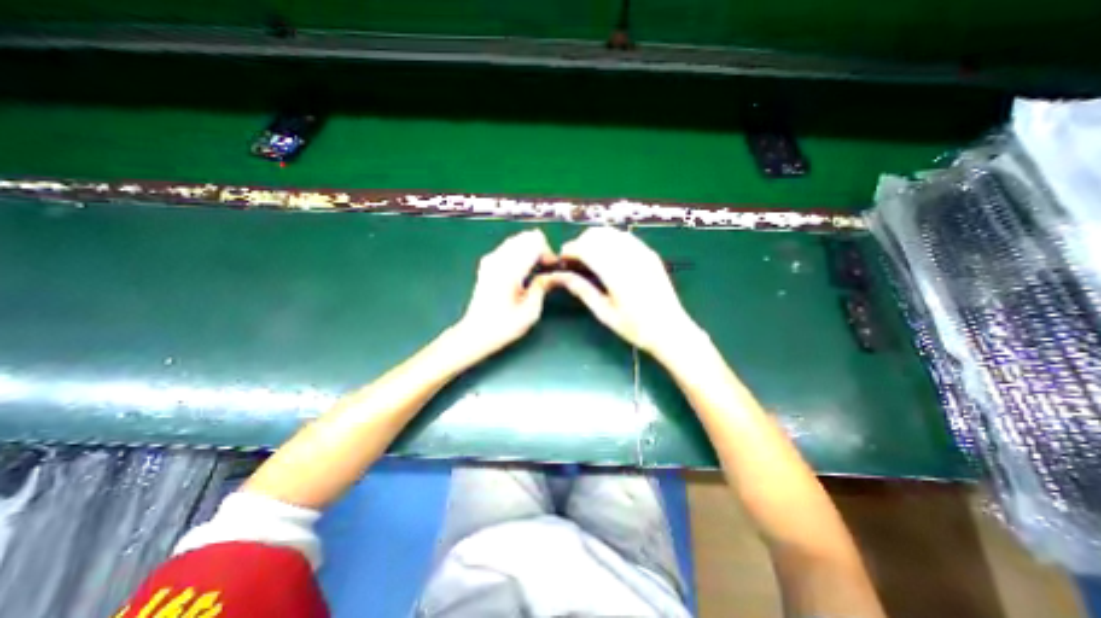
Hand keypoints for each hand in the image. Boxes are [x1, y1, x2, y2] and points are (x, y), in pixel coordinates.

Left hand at [455, 228, 558, 357]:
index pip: (535, 242)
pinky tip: (521, 270)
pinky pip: (507, 247)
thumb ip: (543, 287)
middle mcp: (499, 259)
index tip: (553, 268)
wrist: (475, 333)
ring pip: (516, 239)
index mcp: (511, 270)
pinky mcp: (486, 264)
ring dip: (529, 249)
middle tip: (545, 268)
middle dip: (540, 248)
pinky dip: (519, 252)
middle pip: (526, 237)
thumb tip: (553, 275)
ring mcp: (490, 260)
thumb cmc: (504, 326)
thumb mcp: (531, 311)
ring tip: (534, 269)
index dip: (548, 252)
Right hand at [547, 227, 699, 353]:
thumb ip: (582, 290)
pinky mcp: (650, 254)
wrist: (670, 330)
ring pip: (611, 232)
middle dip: (581, 242)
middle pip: (597, 234)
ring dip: (595, 240)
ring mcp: (642, 252)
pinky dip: (610, 241)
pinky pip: (625, 237)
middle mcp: (629, 256)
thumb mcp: (604, 313)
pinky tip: (609, 258)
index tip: (562, 260)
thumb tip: (561, 276)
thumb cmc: (634, 327)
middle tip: (575, 261)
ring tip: (590, 259)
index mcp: (616, 273)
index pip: (586, 247)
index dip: (570, 250)